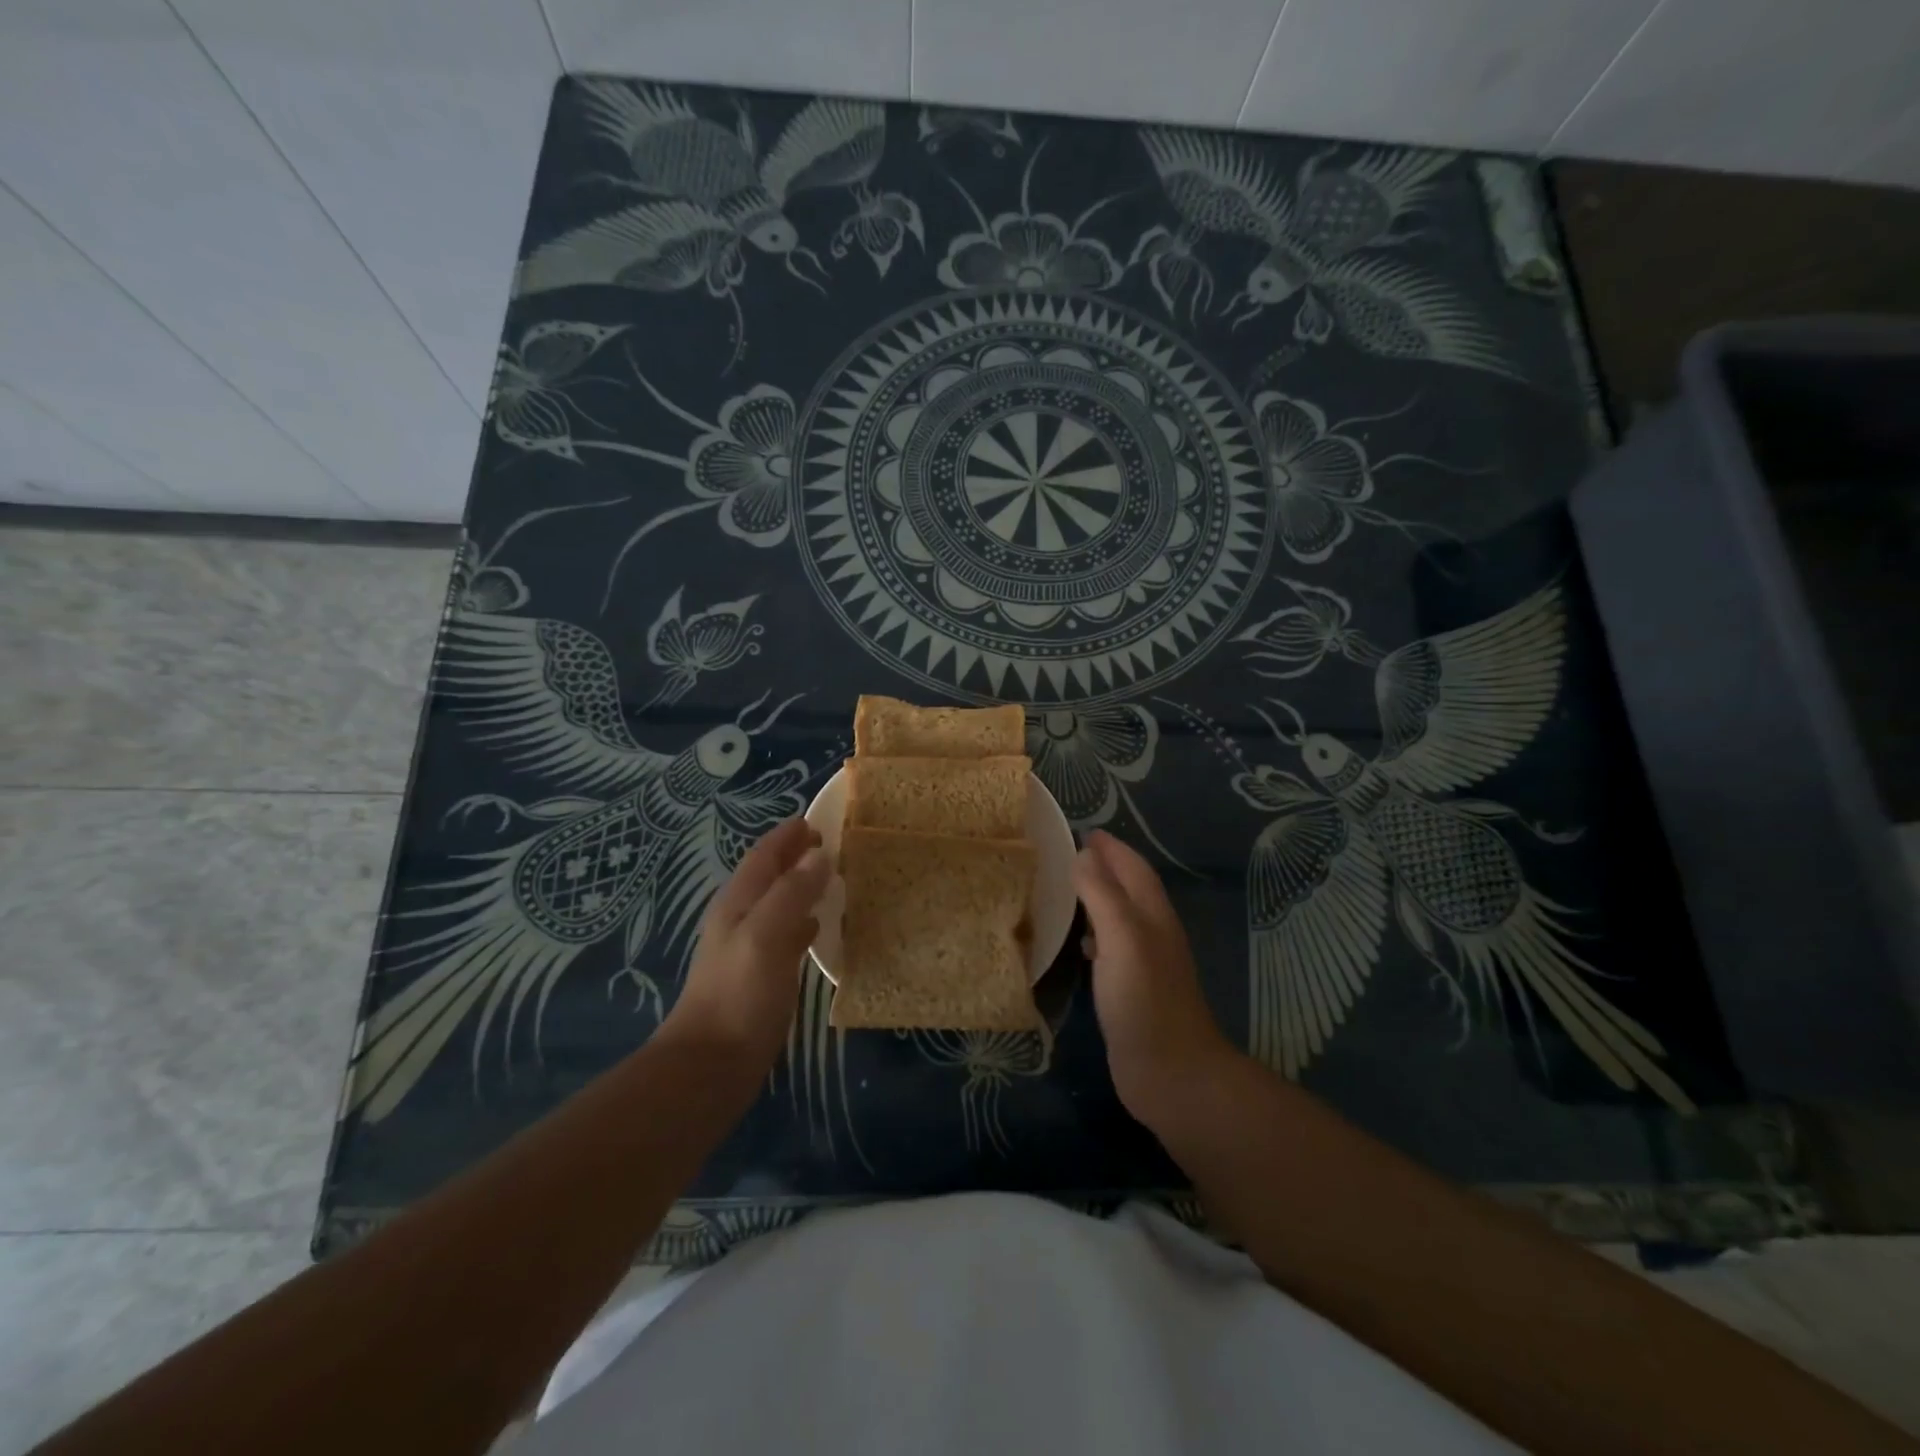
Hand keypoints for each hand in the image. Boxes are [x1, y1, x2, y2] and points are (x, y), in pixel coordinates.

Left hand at [661, 817, 828, 1072]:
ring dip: (802, 886)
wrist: (712, 1065)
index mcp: (739, 902)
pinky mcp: (761, 974)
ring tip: (834, 877)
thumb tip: (819, 855)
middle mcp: (742, 918)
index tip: (818, 820)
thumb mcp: (766, 935)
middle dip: (796, 856)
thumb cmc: (739, 995)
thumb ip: (792, 893)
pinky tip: (820, 926)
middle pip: (770, 875)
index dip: (787, 835)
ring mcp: (750, 947)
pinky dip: (804, 920)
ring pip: (779, 902)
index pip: (763, 855)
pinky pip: (786, 933)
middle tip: (832, 844)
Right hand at [1073, 830, 1235, 1128]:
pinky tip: (1078, 943)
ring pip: (1119, 918)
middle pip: (1129, 889)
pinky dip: (1094, 935)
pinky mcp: (1131, 991)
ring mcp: (1143, 964)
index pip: (1133, 868)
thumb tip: (1083, 853)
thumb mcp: (1121, 936)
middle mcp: (1152, 933)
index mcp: (1152, 915)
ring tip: (1065, 891)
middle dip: (1104, 868)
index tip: (1084, 831)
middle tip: (1068, 855)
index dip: (1112, 848)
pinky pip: (1110, 948)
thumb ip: (1101, 893)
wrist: (1170, 1073)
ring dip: (1097, 900)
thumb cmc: (1144, 999)